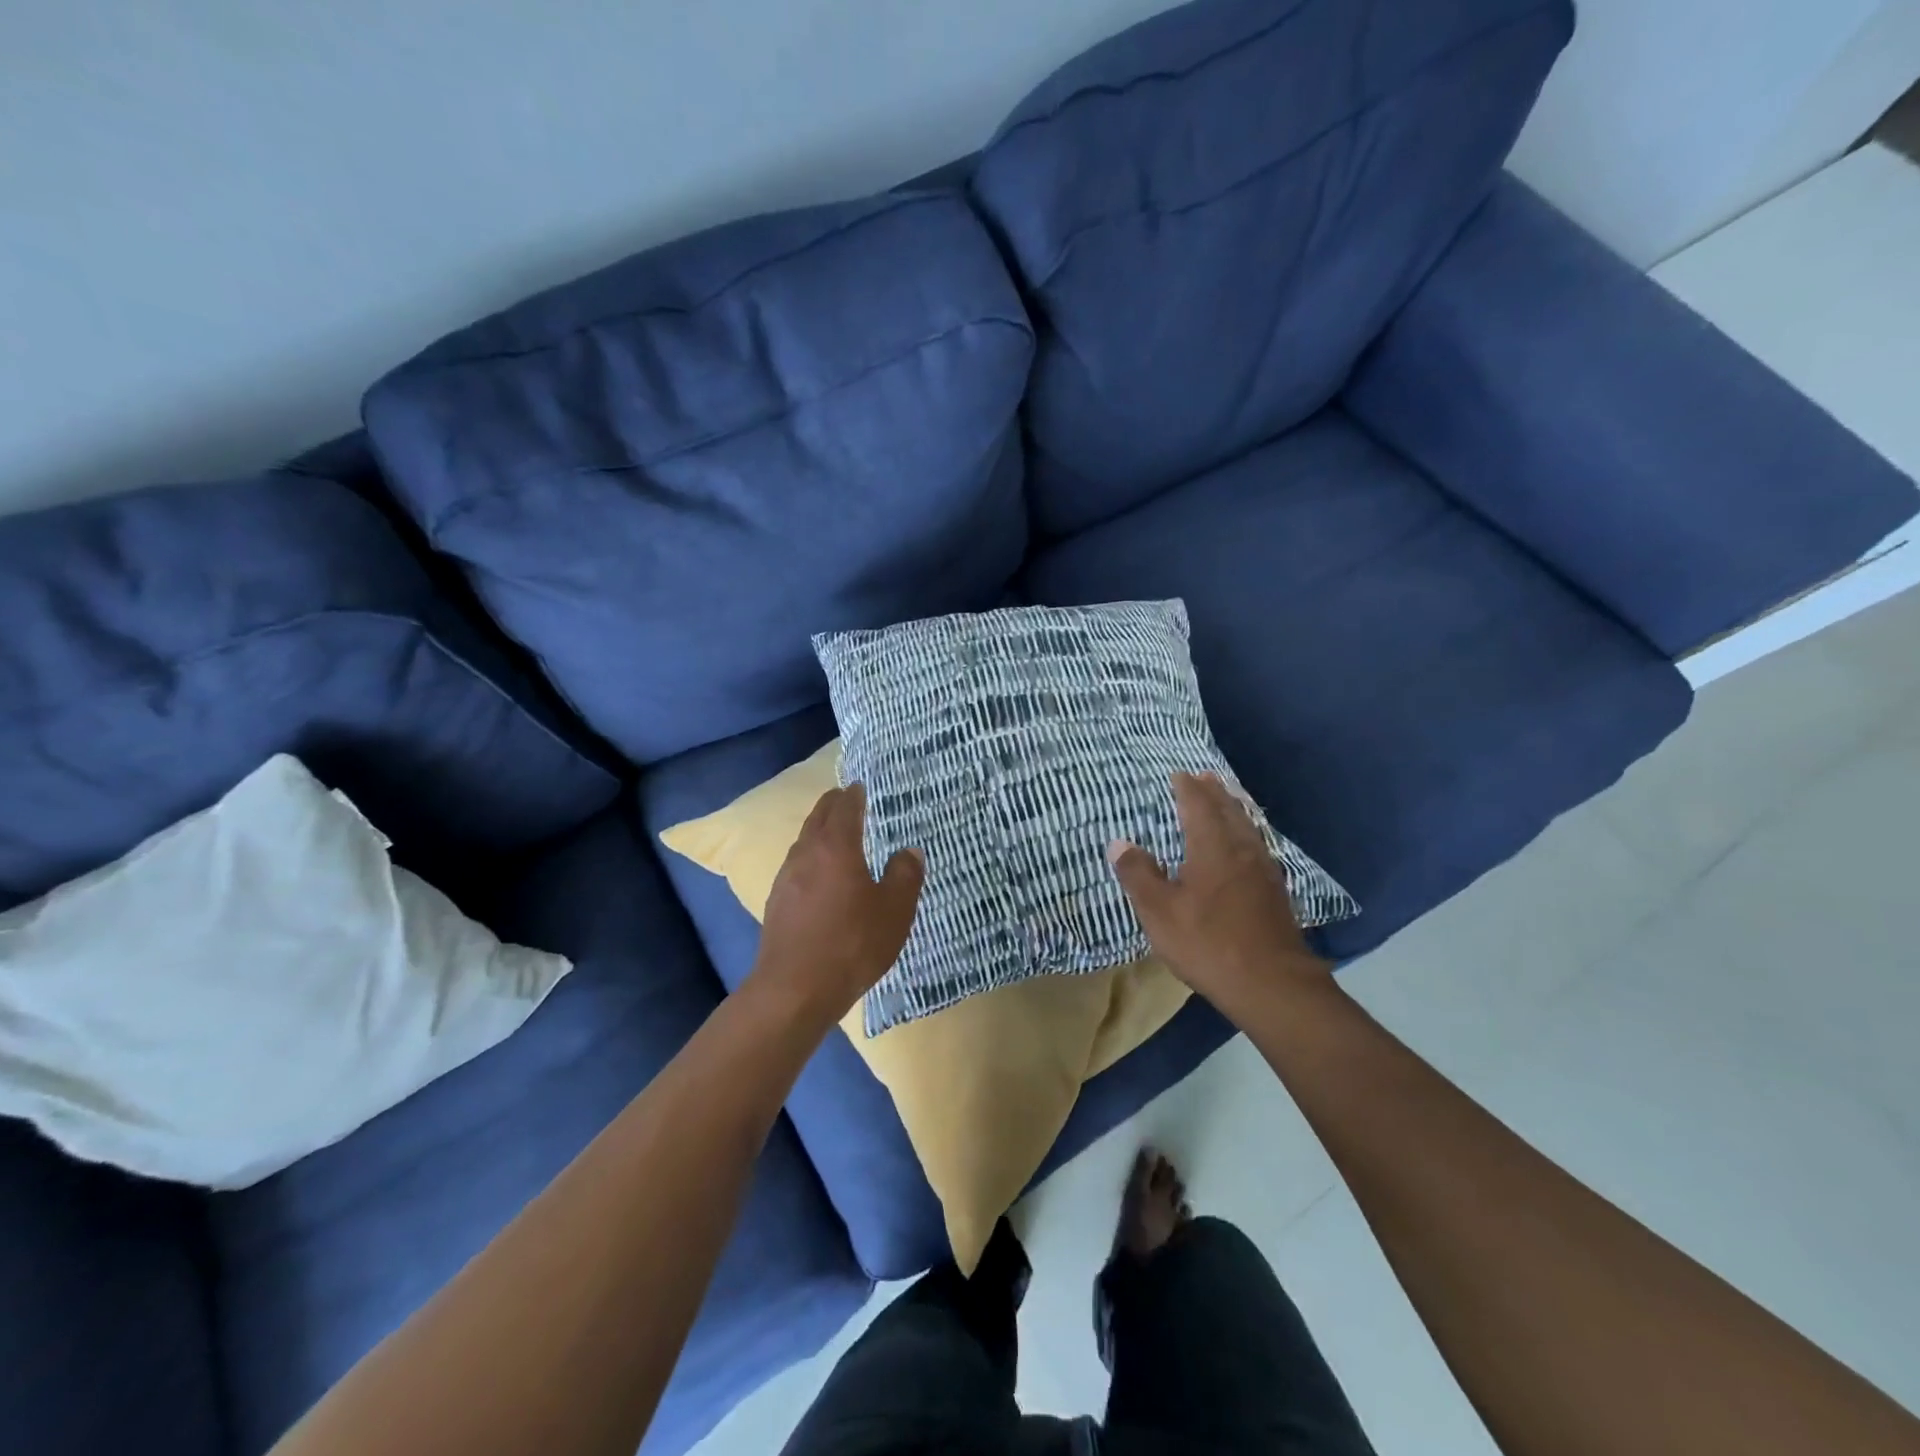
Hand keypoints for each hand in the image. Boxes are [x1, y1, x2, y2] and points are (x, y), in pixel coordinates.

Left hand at [749, 782, 923, 1031]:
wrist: (795, 989)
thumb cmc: (852, 943)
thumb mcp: (895, 910)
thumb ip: (905, 876)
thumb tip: (909, 852)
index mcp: (836, 847)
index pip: (844, 807)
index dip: (854, 795)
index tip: (860, 787)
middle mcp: (806, 853)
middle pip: (817, 817)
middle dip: (833, 805)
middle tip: (847, 800)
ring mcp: (786, 878)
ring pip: (804, 841)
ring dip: (819, 831)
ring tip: (835, 835)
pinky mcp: (776, 902)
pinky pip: (796, 866)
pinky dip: (810, 857)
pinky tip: (818, 876)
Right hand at [1108, 772, 1332, 1019]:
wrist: (1271, 984)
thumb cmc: (1208, 943)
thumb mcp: (1159, 911)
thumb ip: (1138, 874)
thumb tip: (1119, 842)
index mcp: (1212, 847)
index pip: (1199, 805)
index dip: (1188, 788)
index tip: (1179, 774)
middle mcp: (1242, 850)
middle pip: (1229, 810)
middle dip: (1215, 792)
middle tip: (1205, 776)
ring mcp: (1264, 871)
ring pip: (1248, 827)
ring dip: (1234, 809)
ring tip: (1226, 800)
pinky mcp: (1276, 892)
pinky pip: (1258, 846)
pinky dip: (1246, 833)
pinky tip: (1245, 847)